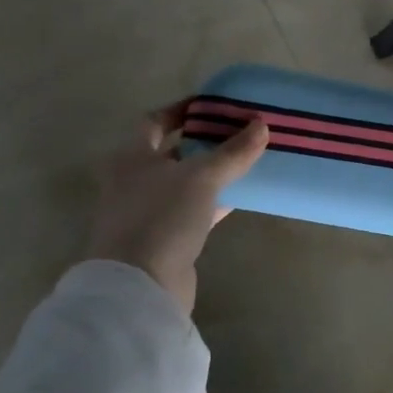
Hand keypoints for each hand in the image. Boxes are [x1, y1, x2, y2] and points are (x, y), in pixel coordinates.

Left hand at [84, 105, 268, 315]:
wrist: (139, 287)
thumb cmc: (161, 216)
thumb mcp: (201, 177)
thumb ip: (232, 152)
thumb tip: (262, 125)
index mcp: (131, 157)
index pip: (154, 121)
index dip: (181, 110)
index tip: (212, 105)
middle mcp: (133, 182)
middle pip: (170, 152)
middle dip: (202, 142)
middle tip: (237, 131)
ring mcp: (147, 213)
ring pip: (183, 184)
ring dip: (210, 173)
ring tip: (245, 159)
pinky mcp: (163, 241)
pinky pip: (192, 211)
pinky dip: (213, 202)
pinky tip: (240, 196)